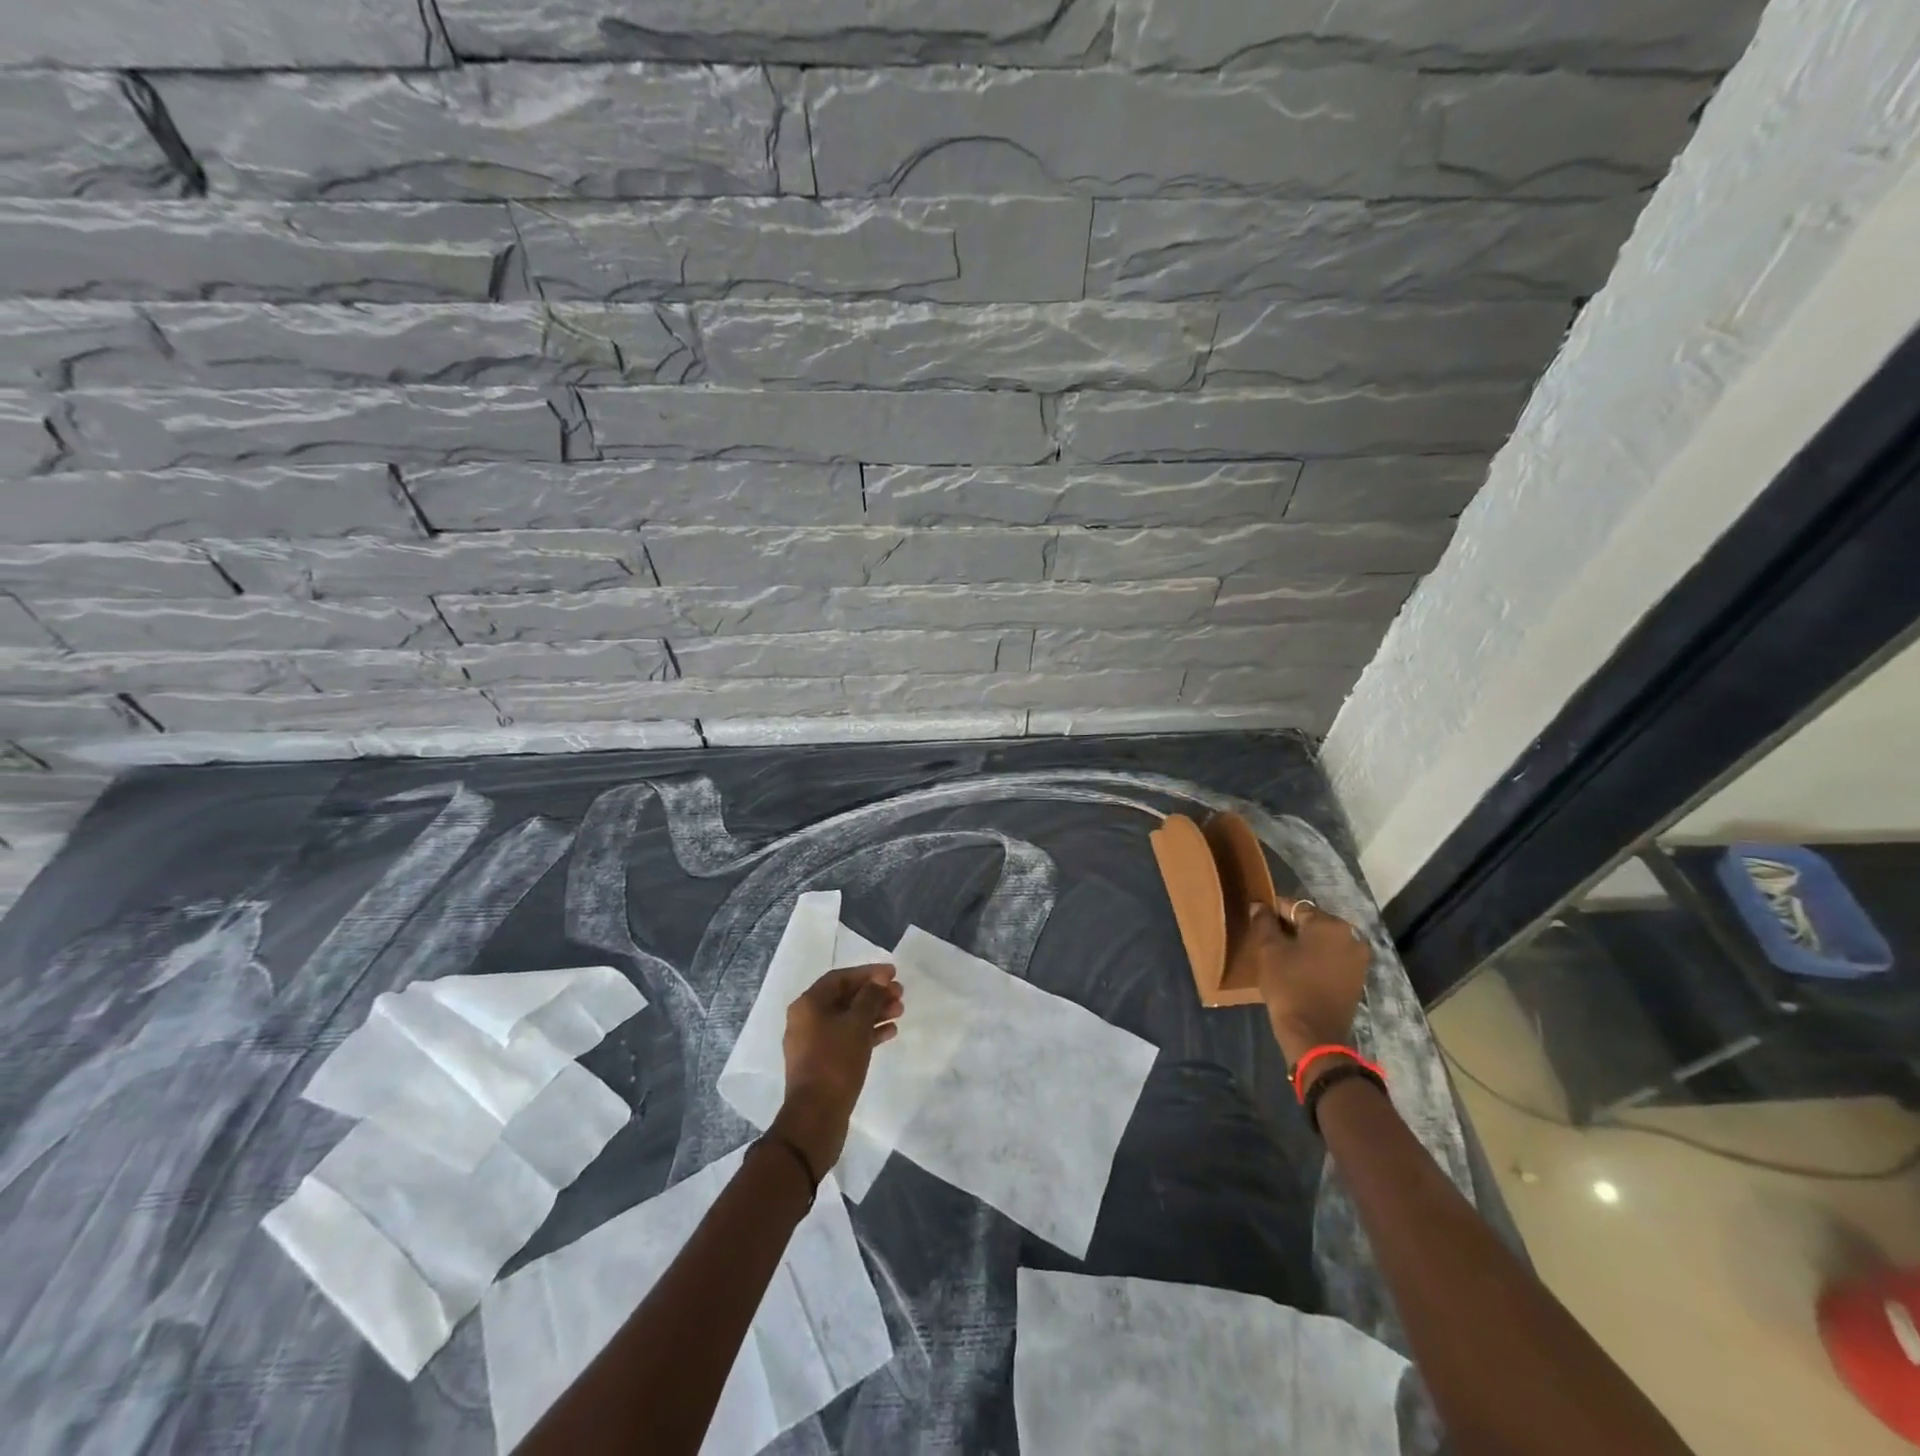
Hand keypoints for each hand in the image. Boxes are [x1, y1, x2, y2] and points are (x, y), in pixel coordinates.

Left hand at [772, 963, 902, 1174]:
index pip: (840, 978)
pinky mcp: (823, 1063)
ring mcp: (814, 1043)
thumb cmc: (835, 1061)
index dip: (868, 973)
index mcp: (808, 1005)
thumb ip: (870, 997)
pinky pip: (847, 1038)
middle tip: (900, 994)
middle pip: (845, 997)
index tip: (893, 973)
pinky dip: (867, 1032)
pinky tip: (890, 1032)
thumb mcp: (857, 1024)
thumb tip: (879, 981)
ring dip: (874, 1012)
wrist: (816, 1116)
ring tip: (900, 1012)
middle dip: (874, 993)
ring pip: (848, 1018)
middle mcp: (807, 1019)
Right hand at [1248, 899, 1370, 1073]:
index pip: (1295, 907)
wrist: (1314, 1034)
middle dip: (1290, 927)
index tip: (1258, 919)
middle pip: (1312, 922)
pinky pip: (1332, 957)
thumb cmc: (1289, 985)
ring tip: (1281, 954)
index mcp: (1330, 924)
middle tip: (1267, 938)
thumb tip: (1259, 906)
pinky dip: (1316, 957)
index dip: (1273, 911)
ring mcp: (1358, 958)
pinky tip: (1298, 967)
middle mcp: (1351, 936)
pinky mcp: (1357, 977)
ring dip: (1304, 943)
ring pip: (1323, 940)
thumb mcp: (1268, 950)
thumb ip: (1264, 922)